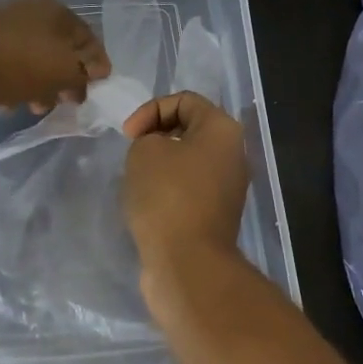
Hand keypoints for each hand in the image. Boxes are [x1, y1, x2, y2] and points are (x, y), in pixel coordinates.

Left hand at [0, 0, 109, 110]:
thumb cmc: (15, 63)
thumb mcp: (62, 71)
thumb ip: (86, 73)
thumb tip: (99, 71)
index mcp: (55, 11)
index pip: (88, 38)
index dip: (97, 66)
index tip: (97, 92)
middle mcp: (30, 11)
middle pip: (59, 49)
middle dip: (65, 80)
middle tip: (65, 102)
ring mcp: (3, 26)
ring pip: (33, 59)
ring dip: (40, 85)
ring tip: (34, 107)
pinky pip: (8, 65)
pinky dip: (13, 83)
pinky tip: (6, 103)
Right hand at [121, 92, 250, 281]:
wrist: (187, 263)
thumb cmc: (167, 196)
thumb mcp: (144, 150)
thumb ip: (148, 136)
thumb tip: (158, 151)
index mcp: (222, 129)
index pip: (184, 100)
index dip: (150, 110)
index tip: (129, 136)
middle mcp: (233, 153)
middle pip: (189, 129)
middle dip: (156, 136)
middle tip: (134, 154)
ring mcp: (228, 186)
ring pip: (188, 160)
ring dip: (161, 165)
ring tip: (138, 180)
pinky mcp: (217, 214)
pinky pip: (189, 187)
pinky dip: (168, 189)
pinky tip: (149, 203)